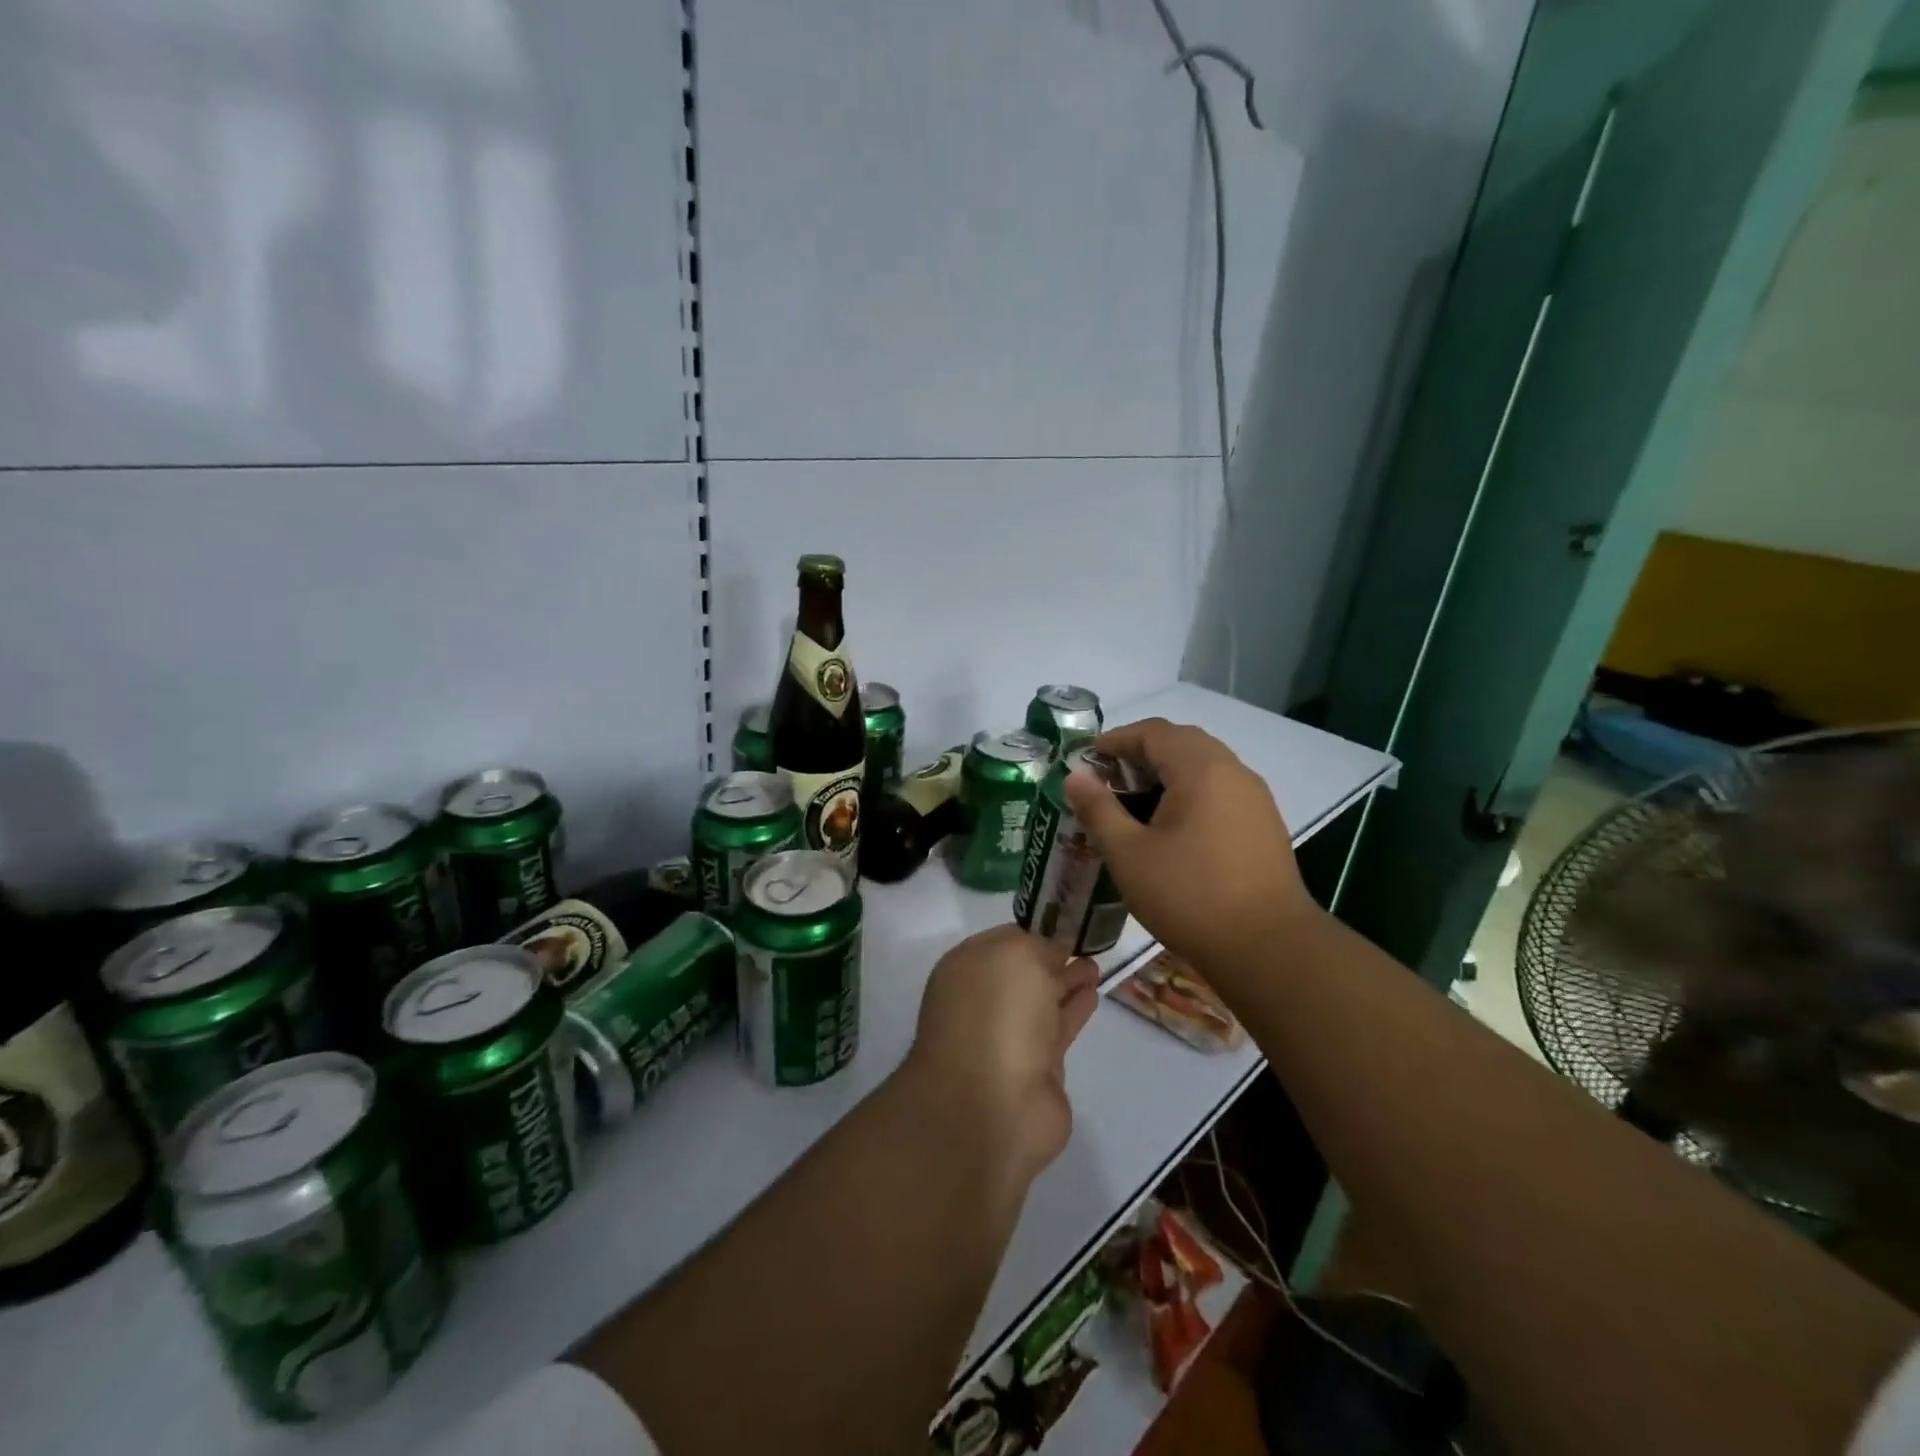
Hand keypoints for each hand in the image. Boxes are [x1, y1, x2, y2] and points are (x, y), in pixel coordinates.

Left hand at [903, 925, 1099, 1186]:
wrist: (992, 1107)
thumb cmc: (997, 1015)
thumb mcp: (1018, 956)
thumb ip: (1040, 946)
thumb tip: (1055, 950)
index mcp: (967, 967)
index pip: (1005, 939)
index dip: (1035, 930)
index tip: (1067, 921)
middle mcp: (982, 999)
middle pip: (1023, 971)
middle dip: (1051, 957)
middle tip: (1086, 942)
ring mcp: (1008, 1037)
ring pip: (1042, 1000)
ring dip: (1066, 983)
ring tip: (1094, 966)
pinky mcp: (1036, 1071)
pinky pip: (1057, 1030)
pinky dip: (1074, 1011)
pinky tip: (1093, 994)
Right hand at [1062, 718, 1317, 983]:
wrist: (1269, 948)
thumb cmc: (1190, 897)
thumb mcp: (1129, 854)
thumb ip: (1098, 809)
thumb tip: (1075, 776)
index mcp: (1200, 769)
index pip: (1153, 732)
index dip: (1116, 740)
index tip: (1087, 760)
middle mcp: (1232, 771)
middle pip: (1181, 743)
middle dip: (1141, 754)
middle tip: (1108, 782)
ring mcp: (1254, 797)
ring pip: (1204, 766)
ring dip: (1167, 774)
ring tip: (1135, 806)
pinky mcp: (1264, 824)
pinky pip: (1220, 790)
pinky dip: (1190, 793)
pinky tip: (1172, 829)